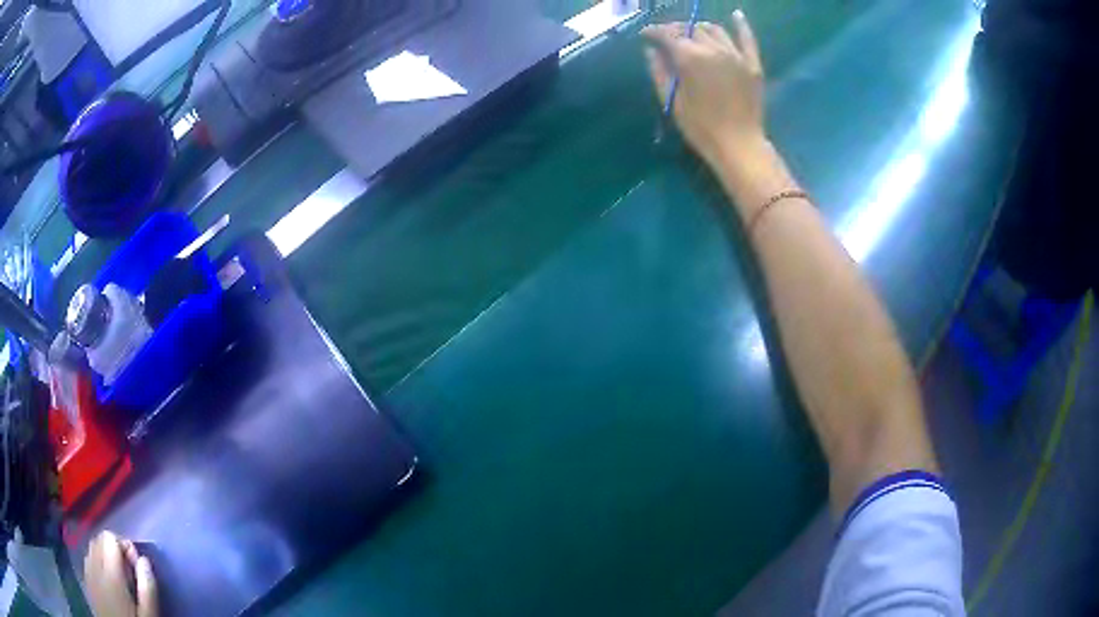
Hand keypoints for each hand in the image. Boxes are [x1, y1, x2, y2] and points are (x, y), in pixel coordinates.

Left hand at [84, 531, 158, 616]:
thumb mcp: (148, 615)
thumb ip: (147, 588)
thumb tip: (144, 560)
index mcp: (110, 572)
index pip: (109, 537)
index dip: (124, 546)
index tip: (137, 564)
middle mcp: (93, 566)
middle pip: (98, 540)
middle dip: (113, 550)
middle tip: (129, 572)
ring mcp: (87, 574)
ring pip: (91, 550)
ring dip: (103, 556)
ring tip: (119, 579)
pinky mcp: (85, 582)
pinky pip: (87, 562)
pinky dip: (96, 565)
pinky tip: (107, 585)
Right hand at [642, 11, 766, 165]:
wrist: (738, 145)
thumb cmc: (700, 127)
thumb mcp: (671, 101)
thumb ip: (659, 71)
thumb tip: (651, 50)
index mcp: (690, 57)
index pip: (668, 34)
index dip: (654, 32)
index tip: (645, 35)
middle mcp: (713, 49)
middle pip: (691, 29)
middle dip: (675, 30)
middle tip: (666, 38)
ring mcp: (736, 55)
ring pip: (714, 30)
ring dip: (699, 28)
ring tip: (691, 34)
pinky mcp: (752, 64)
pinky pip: (747, 39)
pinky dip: (741, 24)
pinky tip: (736, 15)